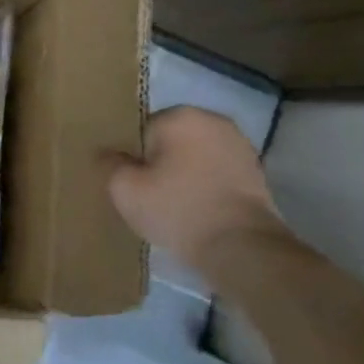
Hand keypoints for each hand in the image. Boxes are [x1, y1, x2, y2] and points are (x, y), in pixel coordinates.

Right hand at [101, 107, 286, 273]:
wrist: (241, 247)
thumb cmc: (177, 209)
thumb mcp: (124, 189)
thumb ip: (109, 163)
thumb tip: (106, 153)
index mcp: (180, 116)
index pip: (142, 130)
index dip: (134, 158)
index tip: (136, 183)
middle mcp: (213, 121)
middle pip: (170, 140)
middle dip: (160, 162)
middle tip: (152, 194)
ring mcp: (240, 145)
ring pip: (195, 155)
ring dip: (184, 172)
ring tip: (176, 204)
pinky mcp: (256, 170)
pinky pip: (216, 171)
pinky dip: (206, 184)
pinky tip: (199, 208)